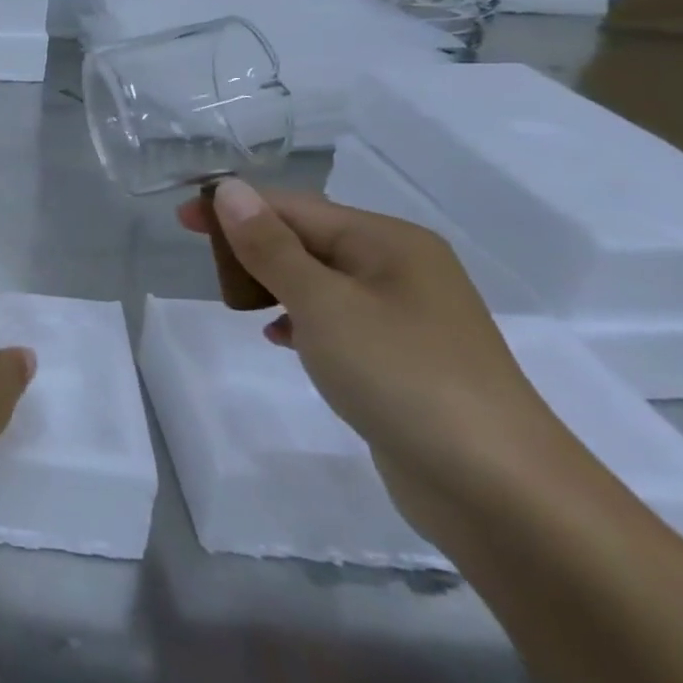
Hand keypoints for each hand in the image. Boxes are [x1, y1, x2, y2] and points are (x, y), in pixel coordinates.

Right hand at [181, 180, 572, 532]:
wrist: (501, 493)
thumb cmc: (403, 377)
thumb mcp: (323, 304)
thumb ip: (269, 246)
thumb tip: (229, 189)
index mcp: (388, 241)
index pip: (293, 207)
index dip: (234, 209)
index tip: (181, 221)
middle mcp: (400, 268)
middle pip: (307, 238)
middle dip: (253, 247)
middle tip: (207, 269)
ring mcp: (406, 316)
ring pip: (319, 281)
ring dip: (273, 283)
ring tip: (236, 303)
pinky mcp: (403, 359)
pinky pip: (336, 320)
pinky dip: (300, 320)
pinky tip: (278, 339)